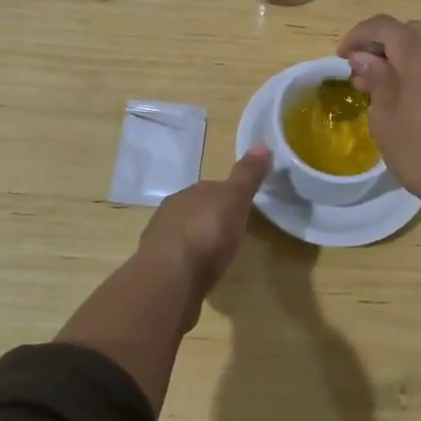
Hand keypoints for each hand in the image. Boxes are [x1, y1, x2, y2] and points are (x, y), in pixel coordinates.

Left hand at [138, 146, 270, 302]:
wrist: (170, 277)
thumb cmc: (207, 232)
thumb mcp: (235, 199)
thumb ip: (247, 175)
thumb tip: (263, 144)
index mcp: (189, 193)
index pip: (211, 188)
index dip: (227, 196)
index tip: (241, 207)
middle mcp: (171, 212)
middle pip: (195, 211)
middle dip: (210, 219)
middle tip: (231, 233)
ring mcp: (160, 242)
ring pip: (183, 236)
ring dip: (196, 243)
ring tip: (215, 257)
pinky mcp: (157, 271)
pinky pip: (176, 262)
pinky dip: (187, 265)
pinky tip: (197, 276)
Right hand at [337, 16, 420, 213]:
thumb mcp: (386, 119)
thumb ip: (376, 80)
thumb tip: (364, 58)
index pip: (385, 26)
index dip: (359, 35)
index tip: (341, 57)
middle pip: (410, 31)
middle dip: (383, 42)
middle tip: (362, 69)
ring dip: (405, 54)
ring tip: (385, 84)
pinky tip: (412, 95)